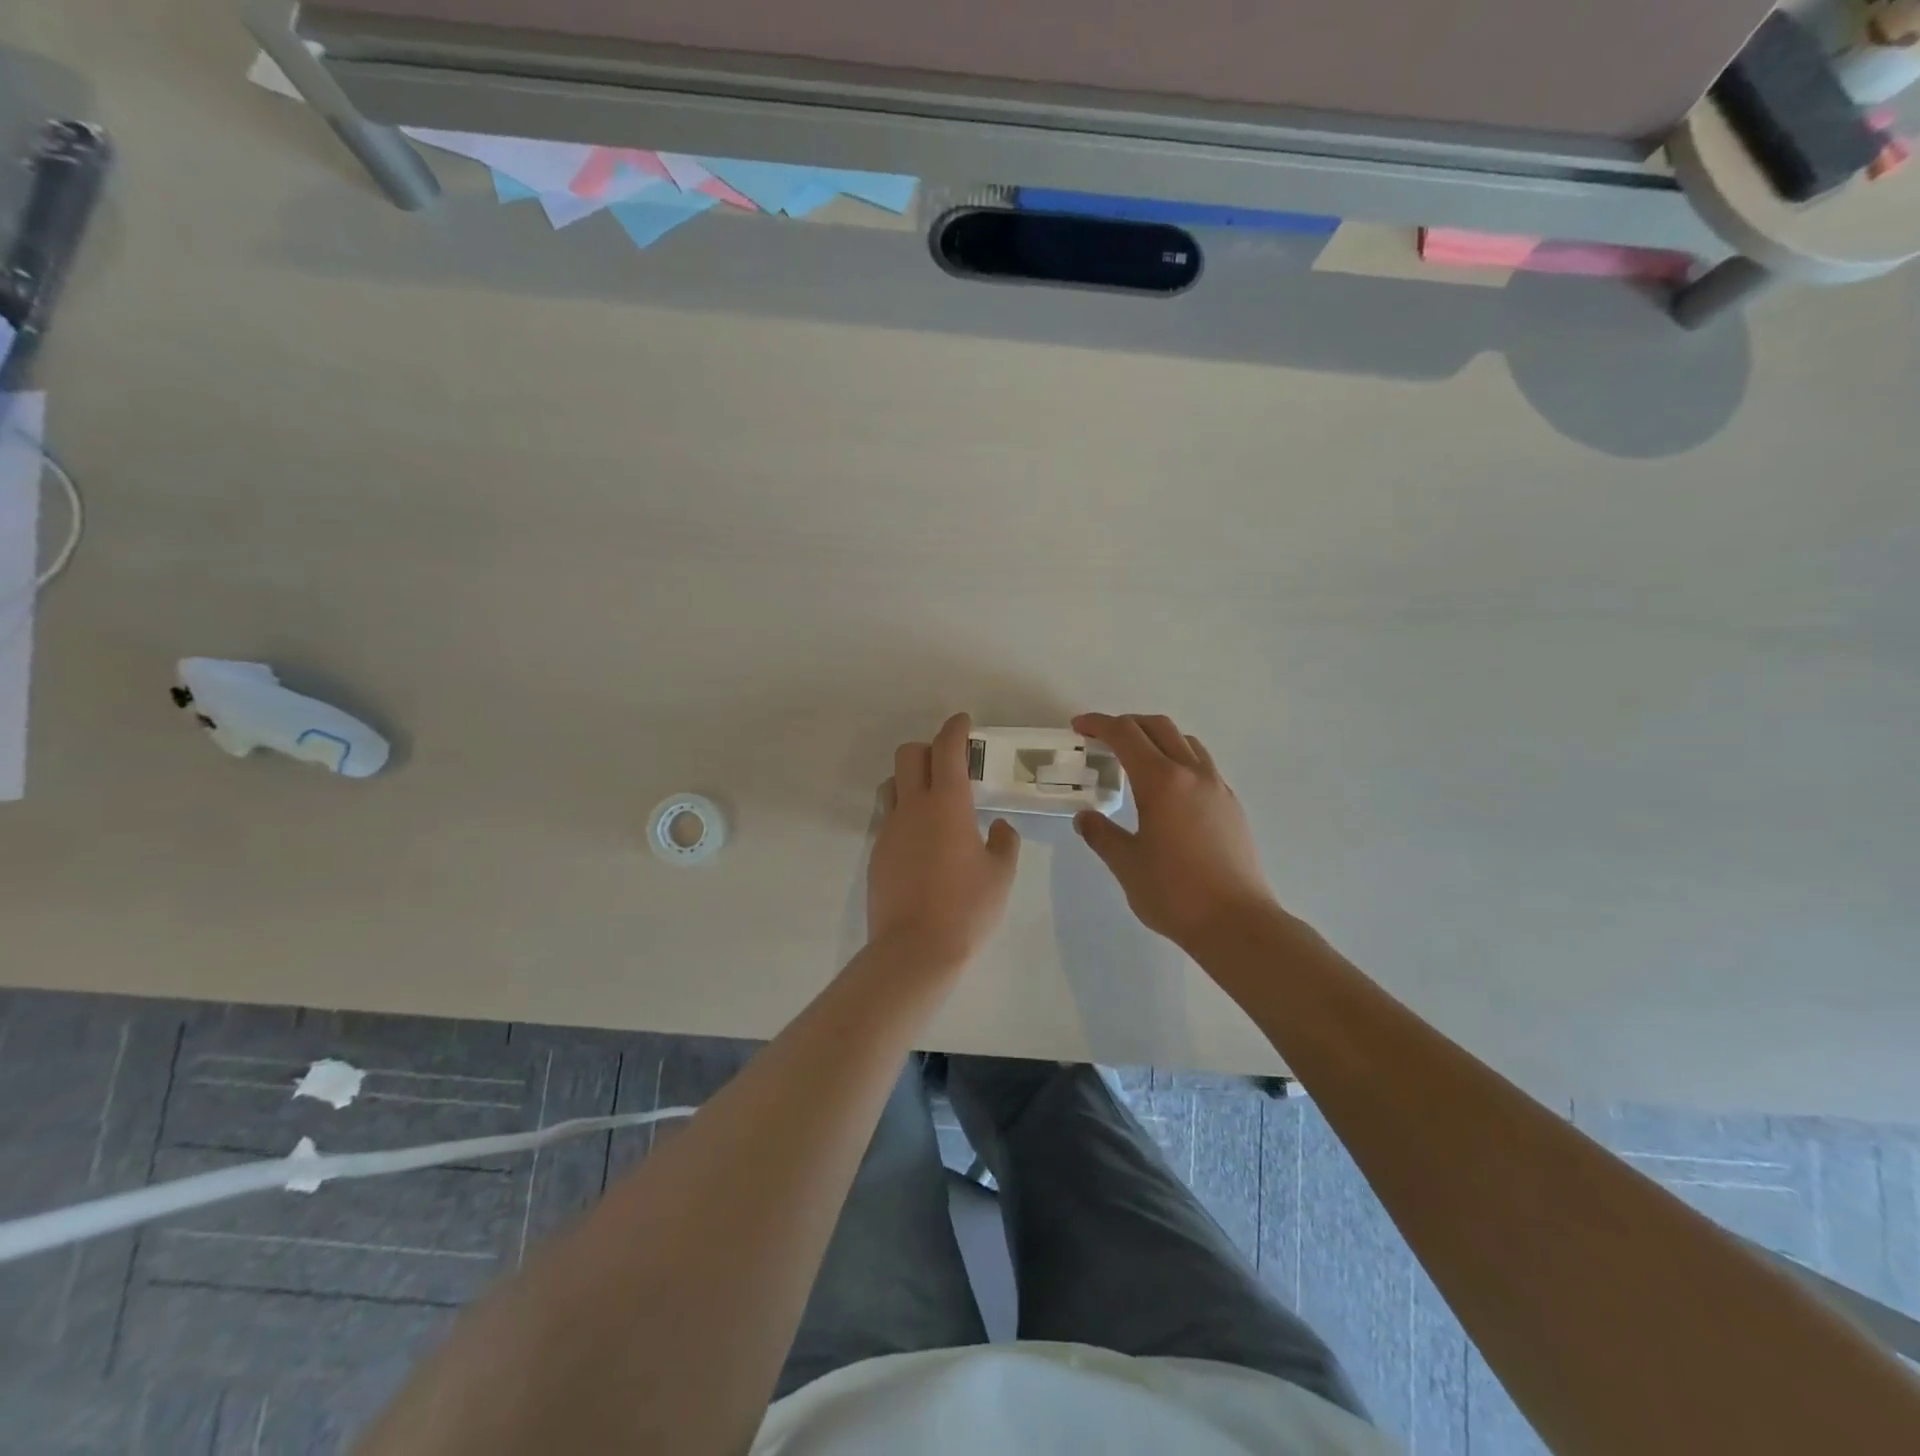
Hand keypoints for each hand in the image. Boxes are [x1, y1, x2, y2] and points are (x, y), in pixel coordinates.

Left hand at [868, 713, 1020, 969]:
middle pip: (908, 755)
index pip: (947, 749)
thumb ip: (1003, 842)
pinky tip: (921, 839)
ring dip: (910, 778)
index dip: (955, 729)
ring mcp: (889, 829)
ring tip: (932, 800)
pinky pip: (888, 817)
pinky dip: (903, 813)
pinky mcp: (877, 853)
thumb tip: (998, 827)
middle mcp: (913, 807)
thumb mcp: (1001, 875)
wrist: (914, 949)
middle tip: (950, 764)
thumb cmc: (967, 908)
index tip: (963, 723)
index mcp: (947, 804)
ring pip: (892, 784)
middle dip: (929, 748)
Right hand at [1071, 713, 1279, 949]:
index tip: (1079, 727)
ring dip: (1157, 738)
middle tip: (1102, 739)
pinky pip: (1202, 765)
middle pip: (1158, 727)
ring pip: (1185, 742)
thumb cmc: (1174, 893)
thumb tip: (1086, 818)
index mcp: (1162, 781)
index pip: (1125, 735)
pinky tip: (1168, 791)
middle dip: (1127, 725)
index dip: (1099, 724)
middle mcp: (1193, 774)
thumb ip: (1101, 835)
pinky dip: (1178, 760)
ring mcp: (1218, 788)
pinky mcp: (1232, 806)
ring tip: (1137, 759)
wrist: (1237, 923)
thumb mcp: (1126, 864)